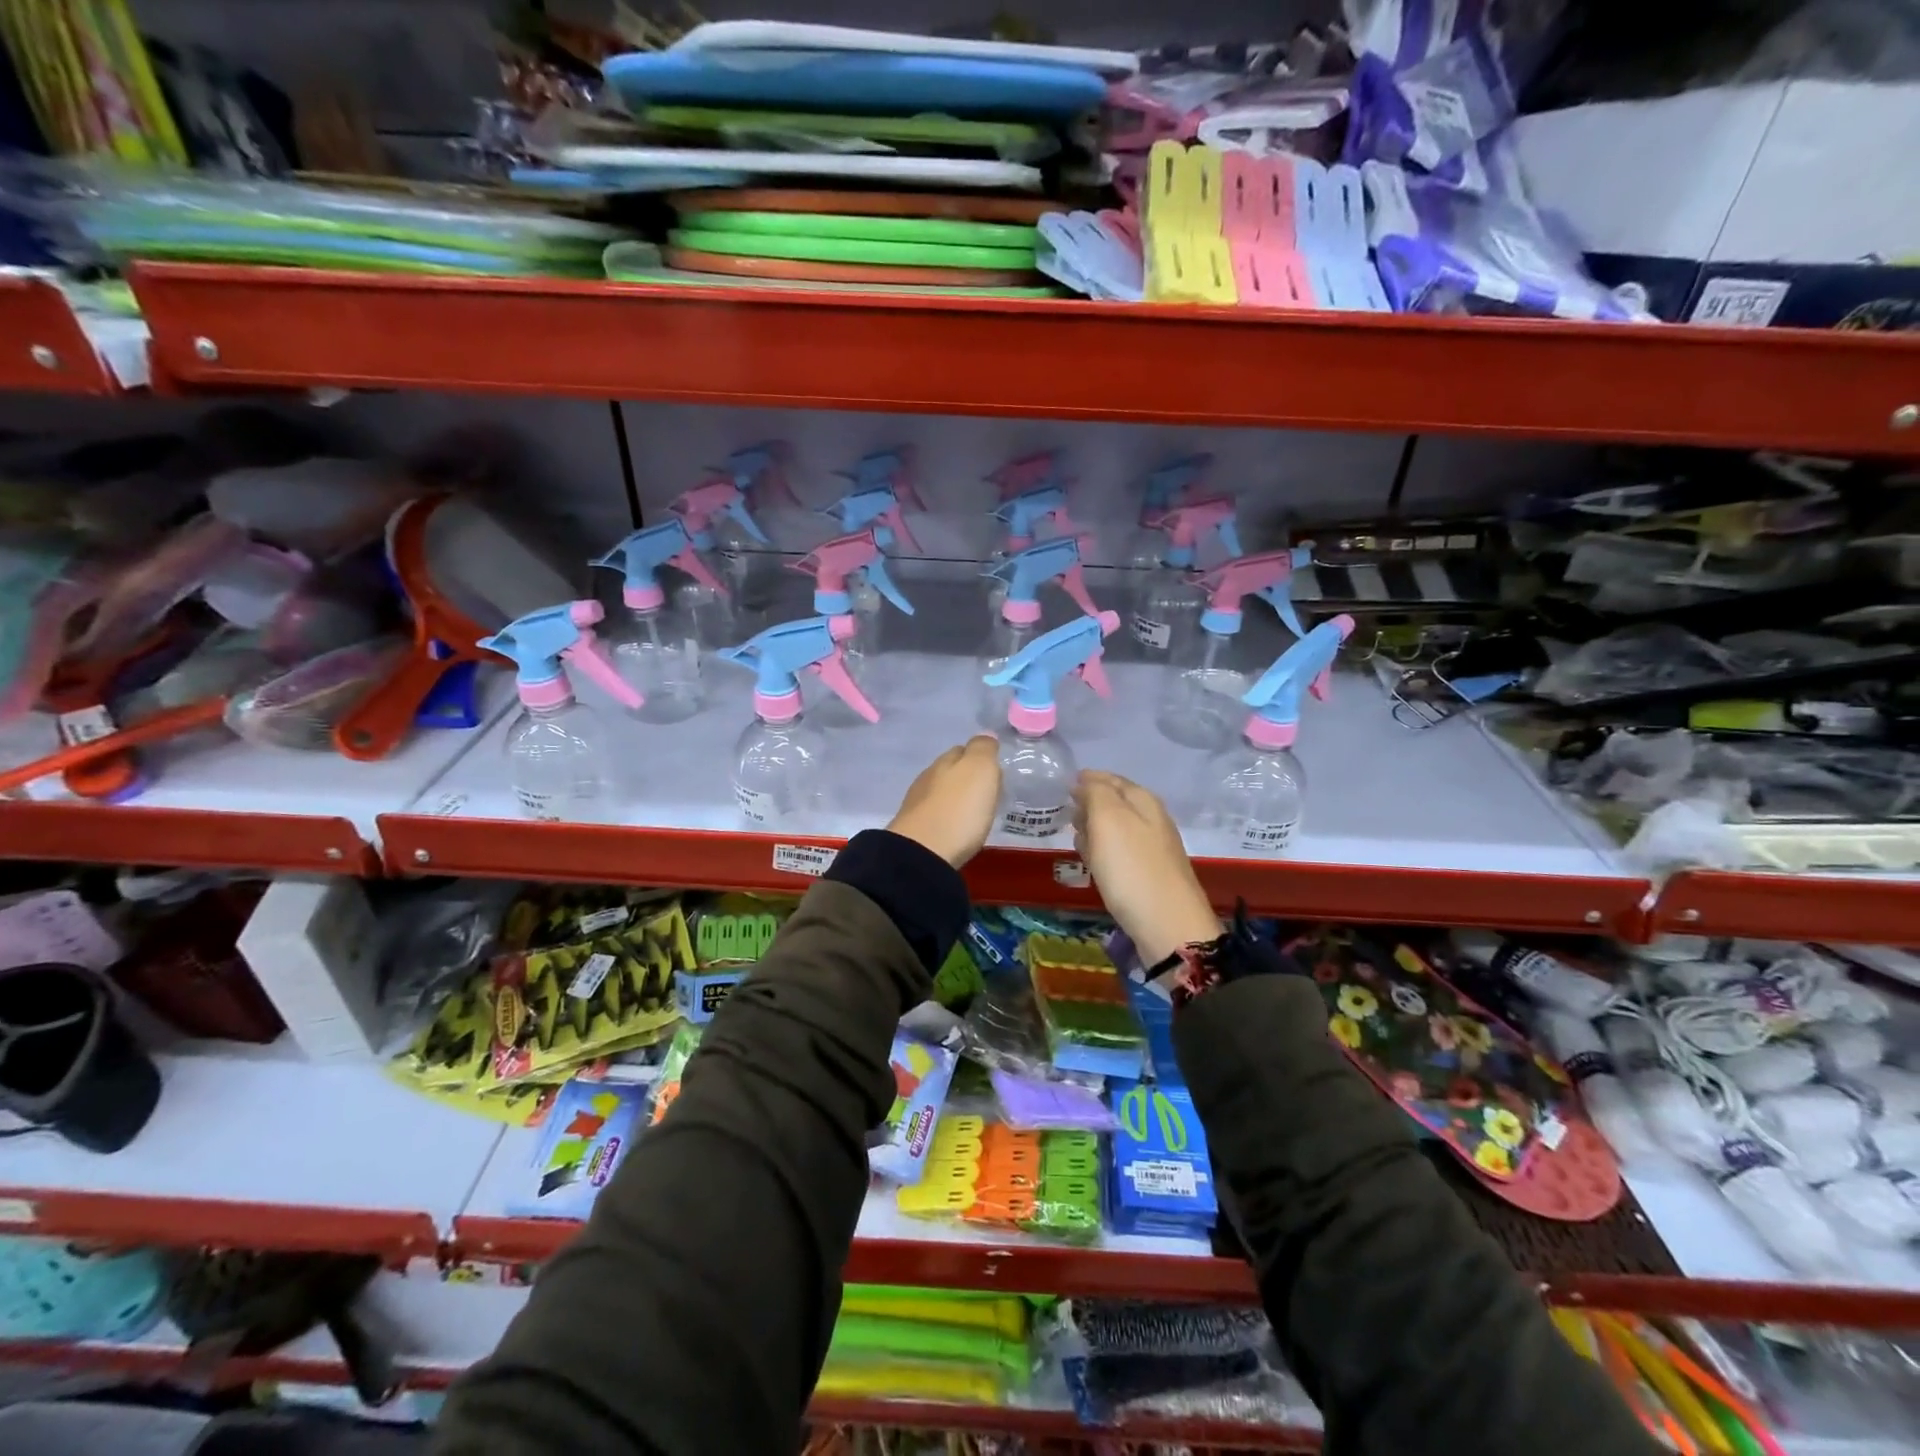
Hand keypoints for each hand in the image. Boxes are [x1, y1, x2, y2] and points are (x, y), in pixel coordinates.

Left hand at [888, 736, 1001, 867]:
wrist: (922, 855)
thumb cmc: (959, 810)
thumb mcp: (979, 770)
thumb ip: (983, 749)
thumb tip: (986, 735)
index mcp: (945, 762)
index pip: (963, 750)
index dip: (980, 756)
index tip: (995, 770)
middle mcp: (928, 779)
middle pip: (949, 772)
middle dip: (966, 778)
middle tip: (987, 792)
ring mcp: (918, 805)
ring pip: (941, 793)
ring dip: (956, 799)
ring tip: (974, 812)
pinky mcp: (915, 832)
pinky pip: (936, 816)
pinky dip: (948, 818)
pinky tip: (957, 828)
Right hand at [1071, 771, 1219, 965]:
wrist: (1168, 926)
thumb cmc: (1132, 867)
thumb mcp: (1108, 819)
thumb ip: (1095, 793)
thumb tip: (1086, 782)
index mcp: (1144, 801)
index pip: (1112, 779)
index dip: (1089, 779)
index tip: (1066, 784)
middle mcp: (1152, 820)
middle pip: (1116, 803)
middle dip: (1092, 803)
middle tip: (1068, 809)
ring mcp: (1153, 850)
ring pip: (1117, 830)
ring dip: (1096, 829)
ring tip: (1076, 835)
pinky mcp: (1149, 876)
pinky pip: (1120, 854)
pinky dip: (1104, 852)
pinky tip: (1093, 863)